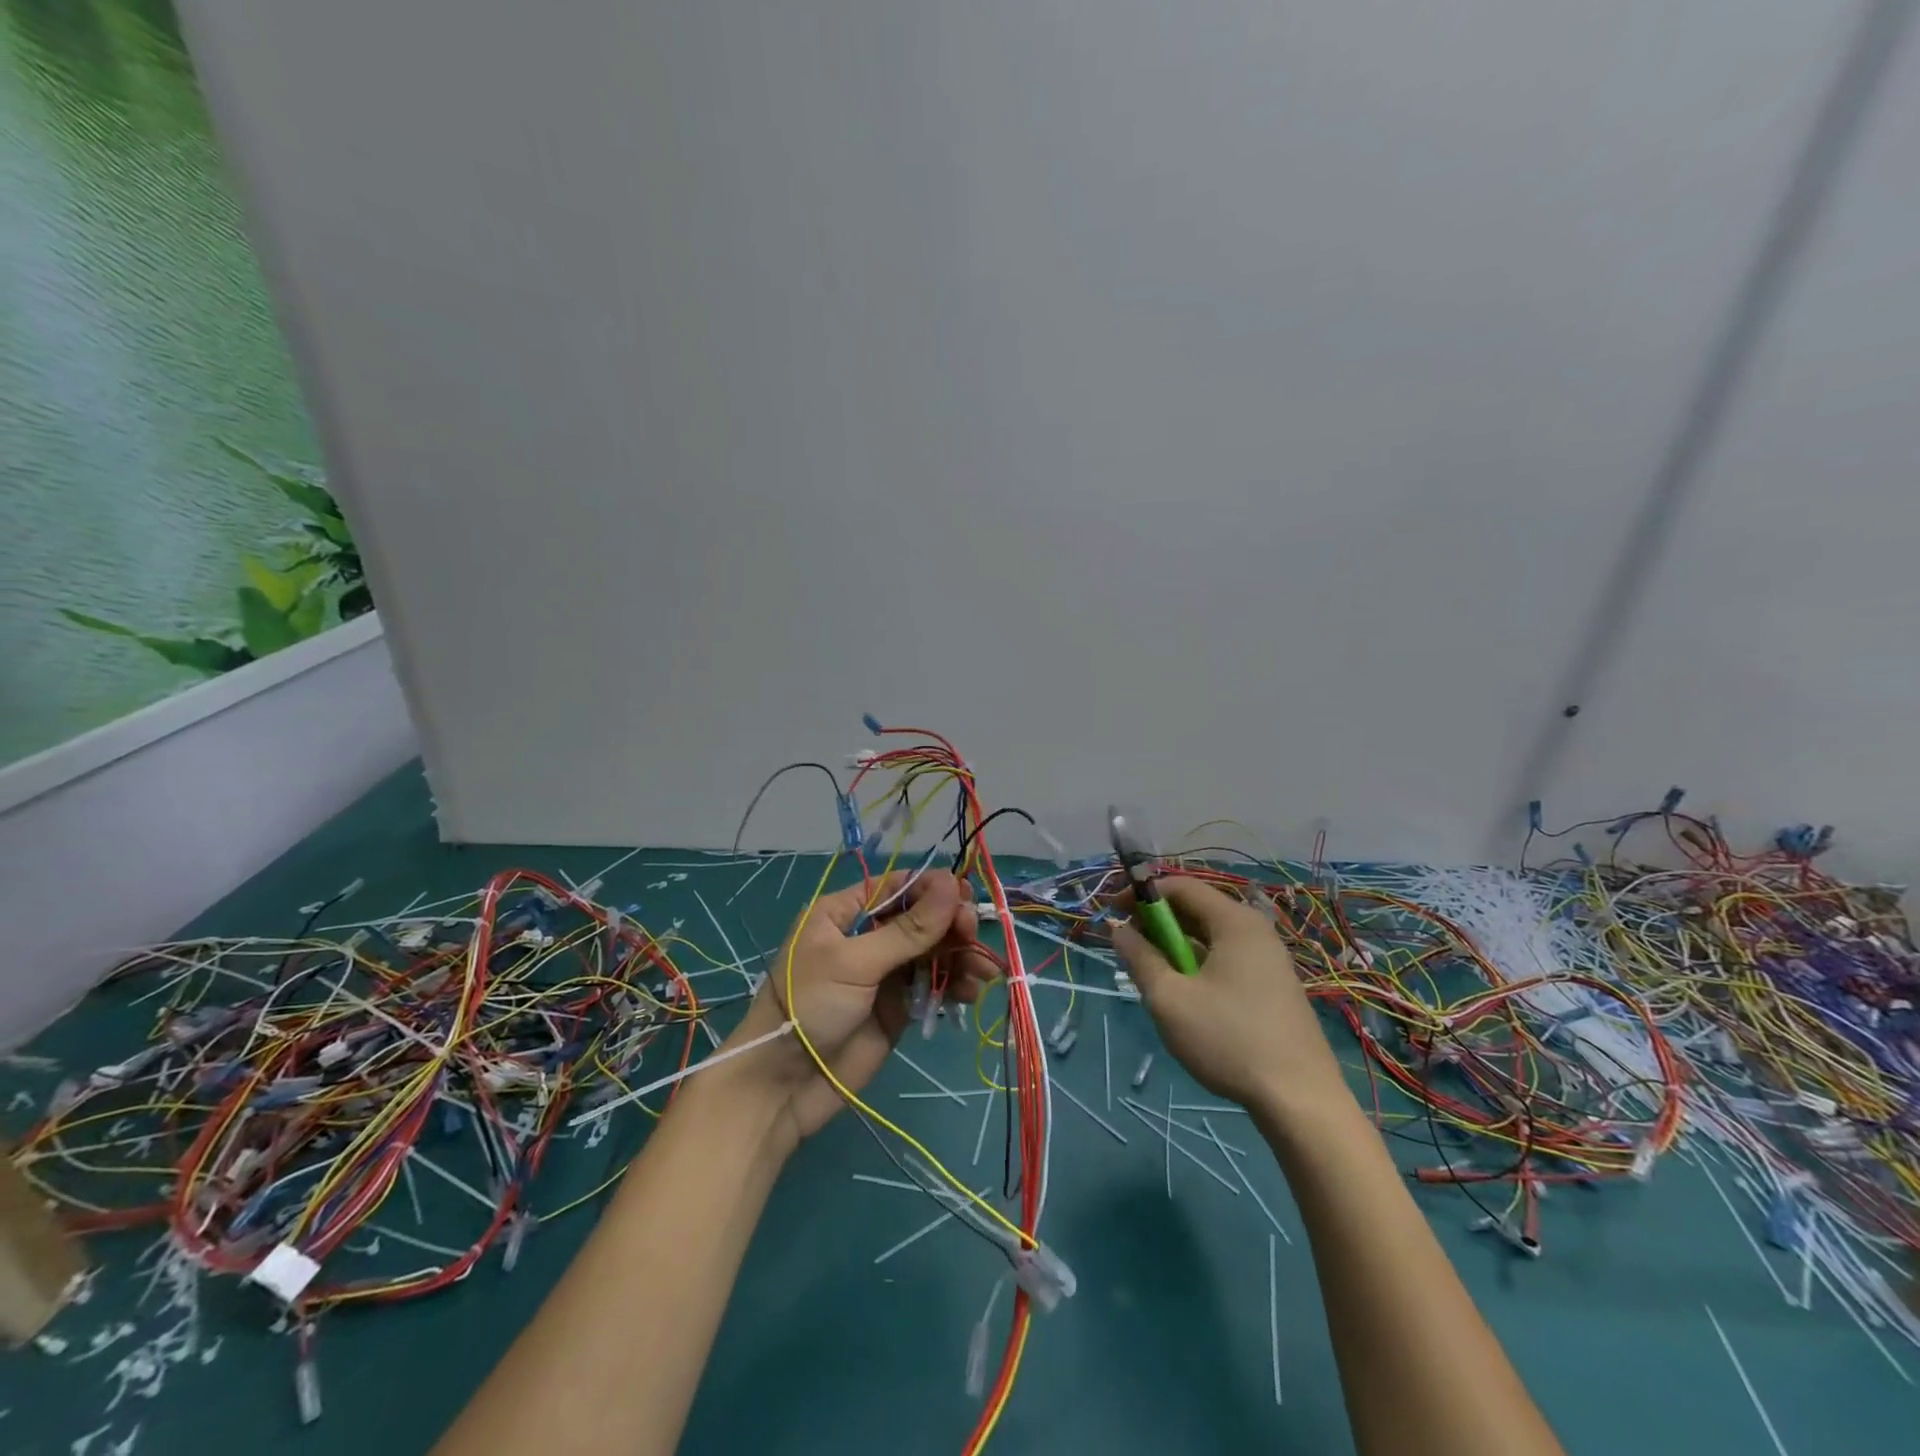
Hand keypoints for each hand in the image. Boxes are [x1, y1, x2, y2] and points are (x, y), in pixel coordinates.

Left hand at [719, 870, 993, 1149]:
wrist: (782, 1087)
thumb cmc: (808, 1008)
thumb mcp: (855, 962)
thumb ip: (907, 929)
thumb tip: (950, 883)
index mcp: (845, 913)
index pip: (897, 887)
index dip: (932, 889)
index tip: (964, 894)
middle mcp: (867, 937)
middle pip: (921, 919)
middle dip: (950, 924)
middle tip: (971, 935)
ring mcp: (884, 973)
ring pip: (933, 952)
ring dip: (960, 956)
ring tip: (982, 970)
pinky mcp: (898, 1007)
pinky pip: (933, 985)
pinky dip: (955, 985)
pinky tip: (971, 991)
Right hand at [1114, 876, 1349, 1122]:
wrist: (1300, 1100)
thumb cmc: (1229, 1040)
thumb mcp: (1169, 999)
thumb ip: (1139, 958)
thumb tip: (1118, 929)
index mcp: (1234, 922)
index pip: (1181, 886)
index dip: (1142, 893)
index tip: (1113, 911)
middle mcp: (1255, 931)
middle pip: (1197, 908)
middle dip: (1157, 920)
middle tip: (1128, 944)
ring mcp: (1268, 959)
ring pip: (1210, 936)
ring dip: (1175, 944)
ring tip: (1151, 972)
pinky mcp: (1272, 985)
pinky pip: (1226, 957)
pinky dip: (1198, 962)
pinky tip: (1185, 993)